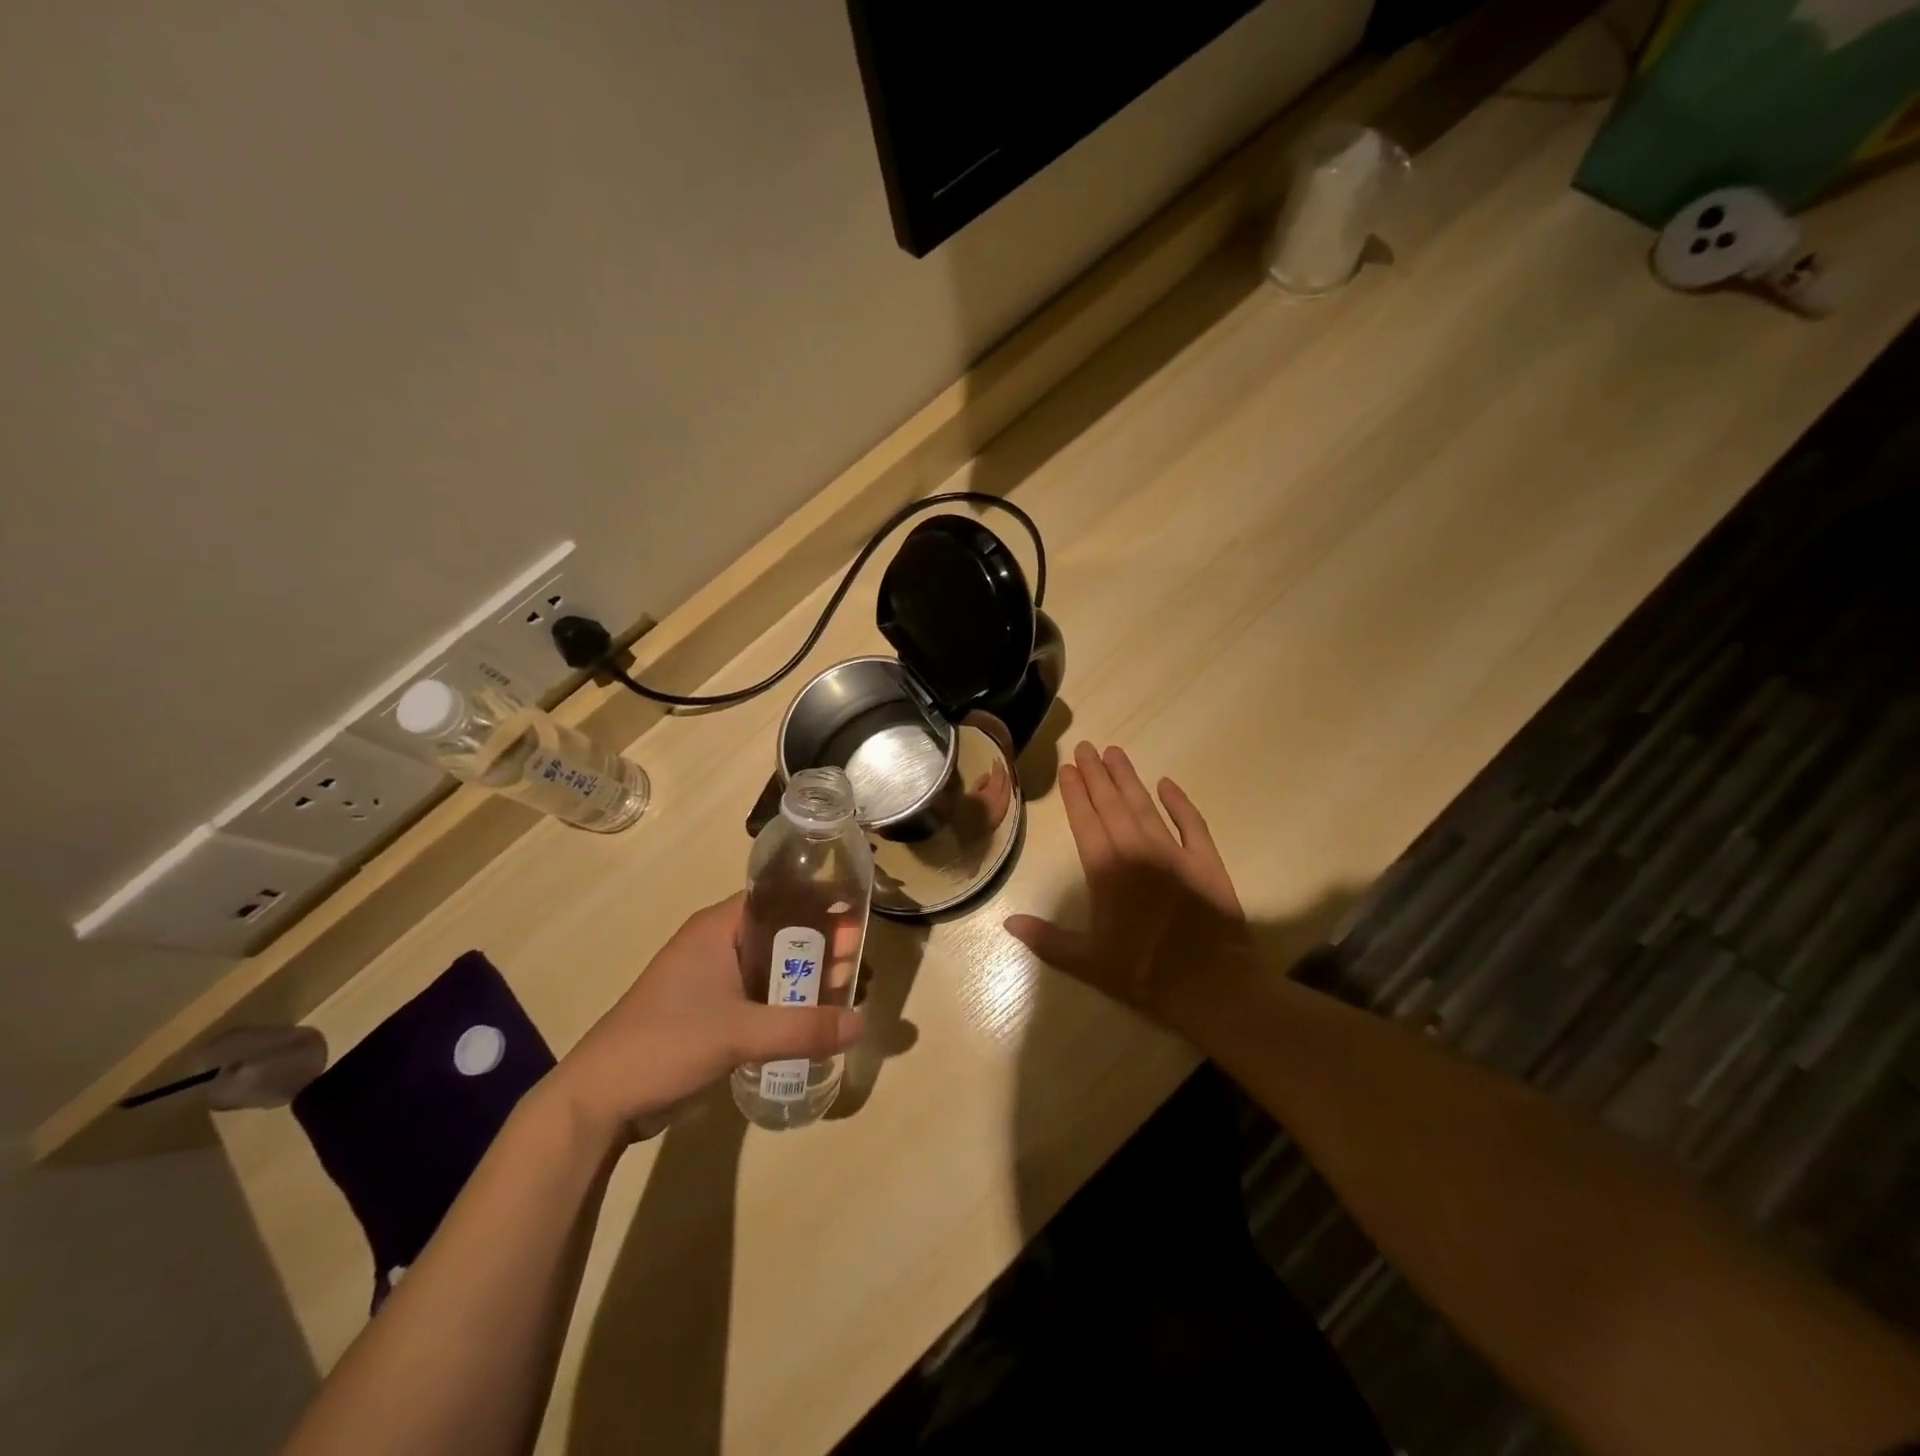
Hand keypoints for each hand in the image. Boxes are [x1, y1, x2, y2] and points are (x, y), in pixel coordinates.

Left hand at [549, 893, 864, 1142]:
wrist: (599, 1101)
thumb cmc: (666, 1044)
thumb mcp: (739, 1034)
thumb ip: (803, 1028)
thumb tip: (861, 1024)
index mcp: (717, 928)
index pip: (778, 900)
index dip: (818, 910)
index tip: (855, 928)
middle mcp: (714, 944)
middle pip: (779, 936)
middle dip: (818, 951)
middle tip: (856, 969)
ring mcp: (709, 980)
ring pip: (770, 969)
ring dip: (802, 982)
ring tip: (843, 997)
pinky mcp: (707, 1012)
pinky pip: (757, 997)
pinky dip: (784, 1005)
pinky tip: (811, 1023)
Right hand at [1005, 743, 1251, 1025]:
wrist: (1209, 984)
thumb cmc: (1142, 972)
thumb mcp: (1087, 961)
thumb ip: (1047, 938)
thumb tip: (1008, 923)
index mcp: (1106, 871)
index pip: (1085, 822)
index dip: (1075, 794)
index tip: (1068, 769)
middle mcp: (1136, 851)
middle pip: (1113, 805)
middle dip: (1097, 775)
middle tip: (1086, 747)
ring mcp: (1173, 852)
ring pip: (1145, 806)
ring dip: (1128, 779)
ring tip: (1115, 753)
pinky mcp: (1205, 860)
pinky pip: (1191, 823)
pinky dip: (1179, 802)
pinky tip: (1167, 783)